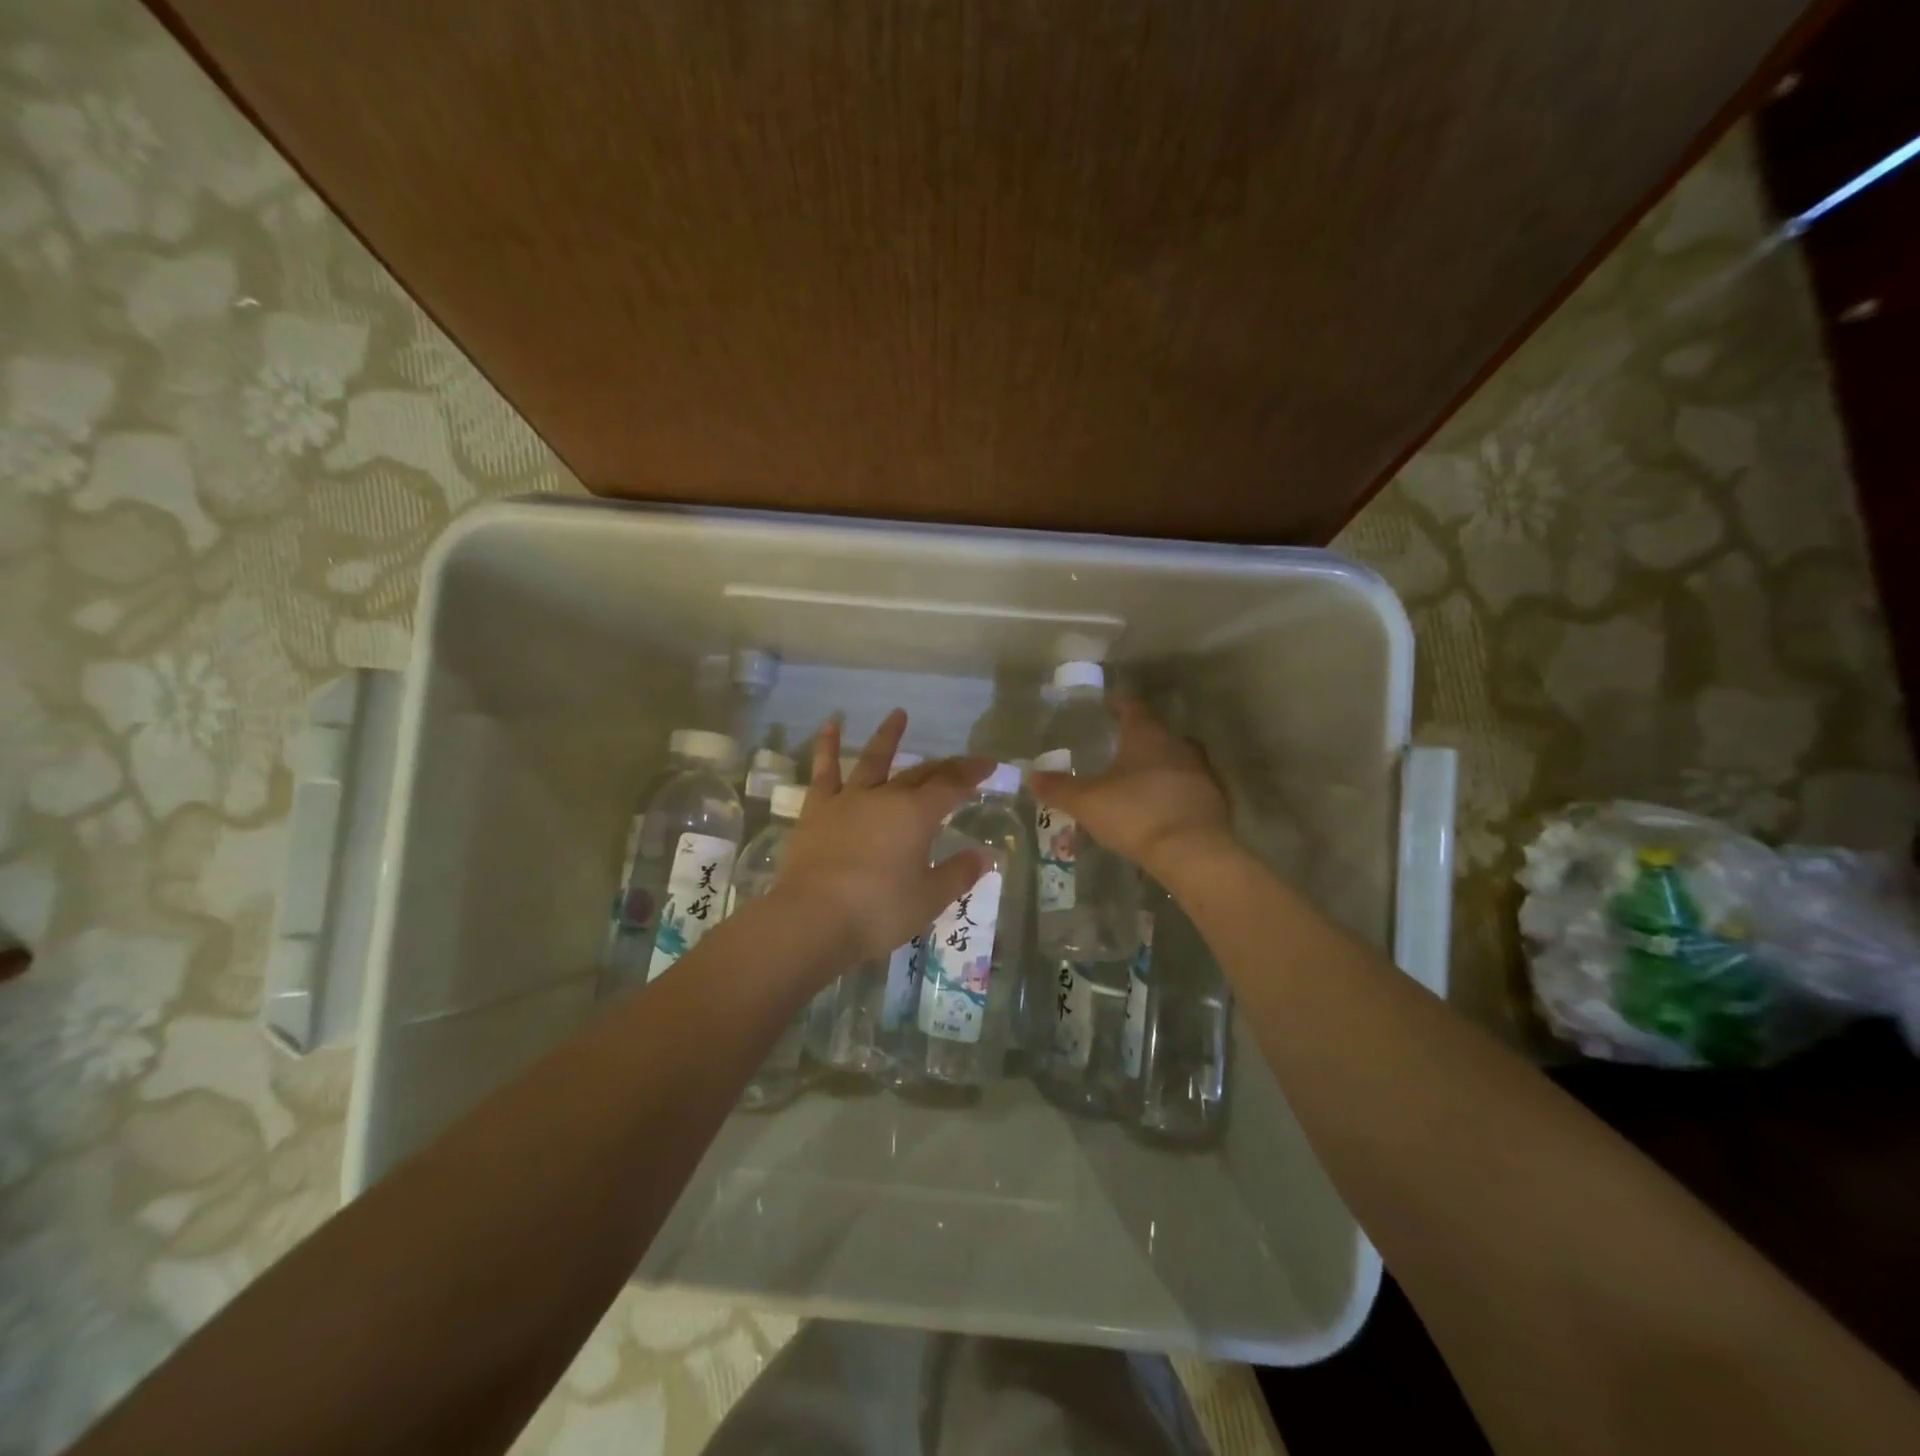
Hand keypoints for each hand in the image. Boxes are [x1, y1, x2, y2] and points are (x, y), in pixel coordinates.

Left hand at [776, 709, 995, 964]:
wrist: (813, 919)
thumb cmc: (878, 911)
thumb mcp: (929, 898)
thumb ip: (958, 873)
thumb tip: (985, 855)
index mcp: (917, 815)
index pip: (952, 786)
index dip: (972, 773)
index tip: (989, 764)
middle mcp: (885, 797)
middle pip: (920, 774)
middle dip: (945, 766)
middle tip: (962, 762)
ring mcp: (848, 800)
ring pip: (873, 761)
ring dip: (888, 737)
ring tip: (898, 714)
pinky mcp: (817, 811)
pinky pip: (824, 772)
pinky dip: (826, 747)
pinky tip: (829, 726)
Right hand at [1027, 698, 1232, 876]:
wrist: (1194, 853)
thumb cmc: (1136, 814)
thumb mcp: (1087, 802)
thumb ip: (1059, 788)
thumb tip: (1031, 776)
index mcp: (1147, 735)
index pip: (1131, 707)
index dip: (1118, 704)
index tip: (1108, 702)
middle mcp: (1178, 744)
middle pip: (1157, 733)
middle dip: (1138, 738)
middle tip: (1119, 746)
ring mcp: (1202, 772)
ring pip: (1176, 759)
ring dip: (1159, 765)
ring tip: (1138, 778)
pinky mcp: (1216, 800)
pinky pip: (1189, 787)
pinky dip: (1174, 791)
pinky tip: (1161, 806)